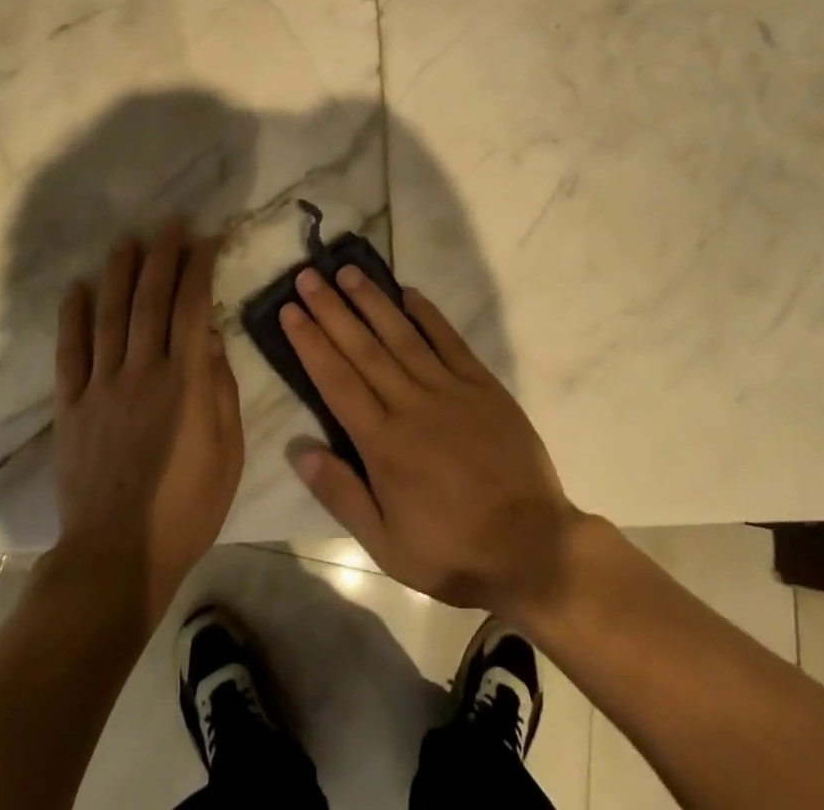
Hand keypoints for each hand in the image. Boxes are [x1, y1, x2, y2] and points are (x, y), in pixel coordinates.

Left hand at [52, 223, 242, 625]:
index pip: (194, 307)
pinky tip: (77, 288)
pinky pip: (70, 353)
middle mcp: (142, 371)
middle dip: (163, 256)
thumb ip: (221, 388)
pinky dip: (72, 317)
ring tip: (128, 240)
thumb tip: (211, 335)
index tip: (206, 239)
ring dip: (120, 273)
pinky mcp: (71, 407)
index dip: (200, 268)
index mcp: (185, 381)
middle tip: (170, 224)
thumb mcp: (228, 451)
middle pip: (151, 300)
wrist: (118, 558)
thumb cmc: (187, 508)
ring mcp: (102, 387)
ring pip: (111, 315)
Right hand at [281, 267, 581, 620]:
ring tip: (348, 272)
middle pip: (362, 348)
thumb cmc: (452, 552)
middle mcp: (411, 404)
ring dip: (372, 301)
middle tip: (308, 277)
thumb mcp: (386, 545)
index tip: (290, 311)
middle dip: (331, 310)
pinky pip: (450, 341)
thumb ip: (341, 494)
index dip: (310, 342)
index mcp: (383, 443)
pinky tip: (409, 292)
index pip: (336, 380)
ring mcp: (449, 390)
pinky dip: (428, 315)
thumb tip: (299, 450)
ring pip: (402, 335)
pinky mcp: (482, 386)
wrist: (533, 548)